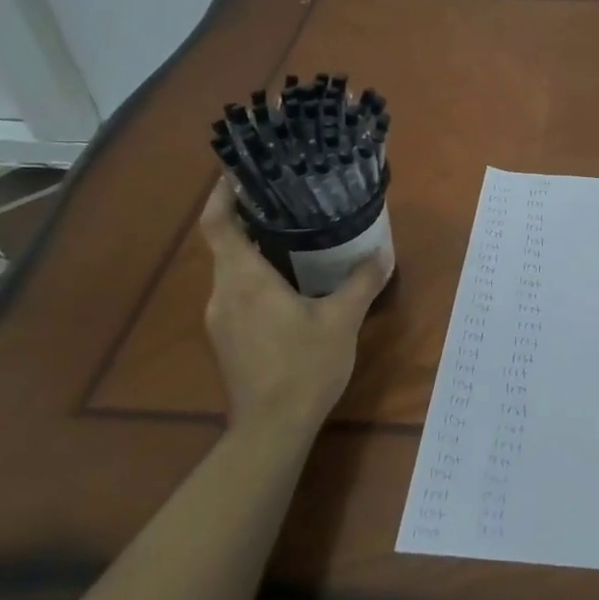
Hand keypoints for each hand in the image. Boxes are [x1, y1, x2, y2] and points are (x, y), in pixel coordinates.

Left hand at [198, 181, 387, 441]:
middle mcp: (223, 293)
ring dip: (254, 248)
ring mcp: (220, 318)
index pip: (218, 223)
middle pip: (224, 243)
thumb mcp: (342, 320)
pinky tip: (288, 282)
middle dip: (248, 217)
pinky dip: (256, 275)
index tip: (238, 171)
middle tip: (284, 198)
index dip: (222, 194)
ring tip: (291, 234)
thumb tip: (381, 252)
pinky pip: (237, 292)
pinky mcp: (227, 338)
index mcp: (244, 279)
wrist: (272, 428)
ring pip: (231, 269)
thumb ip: (361, 282)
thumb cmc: (304, 367)